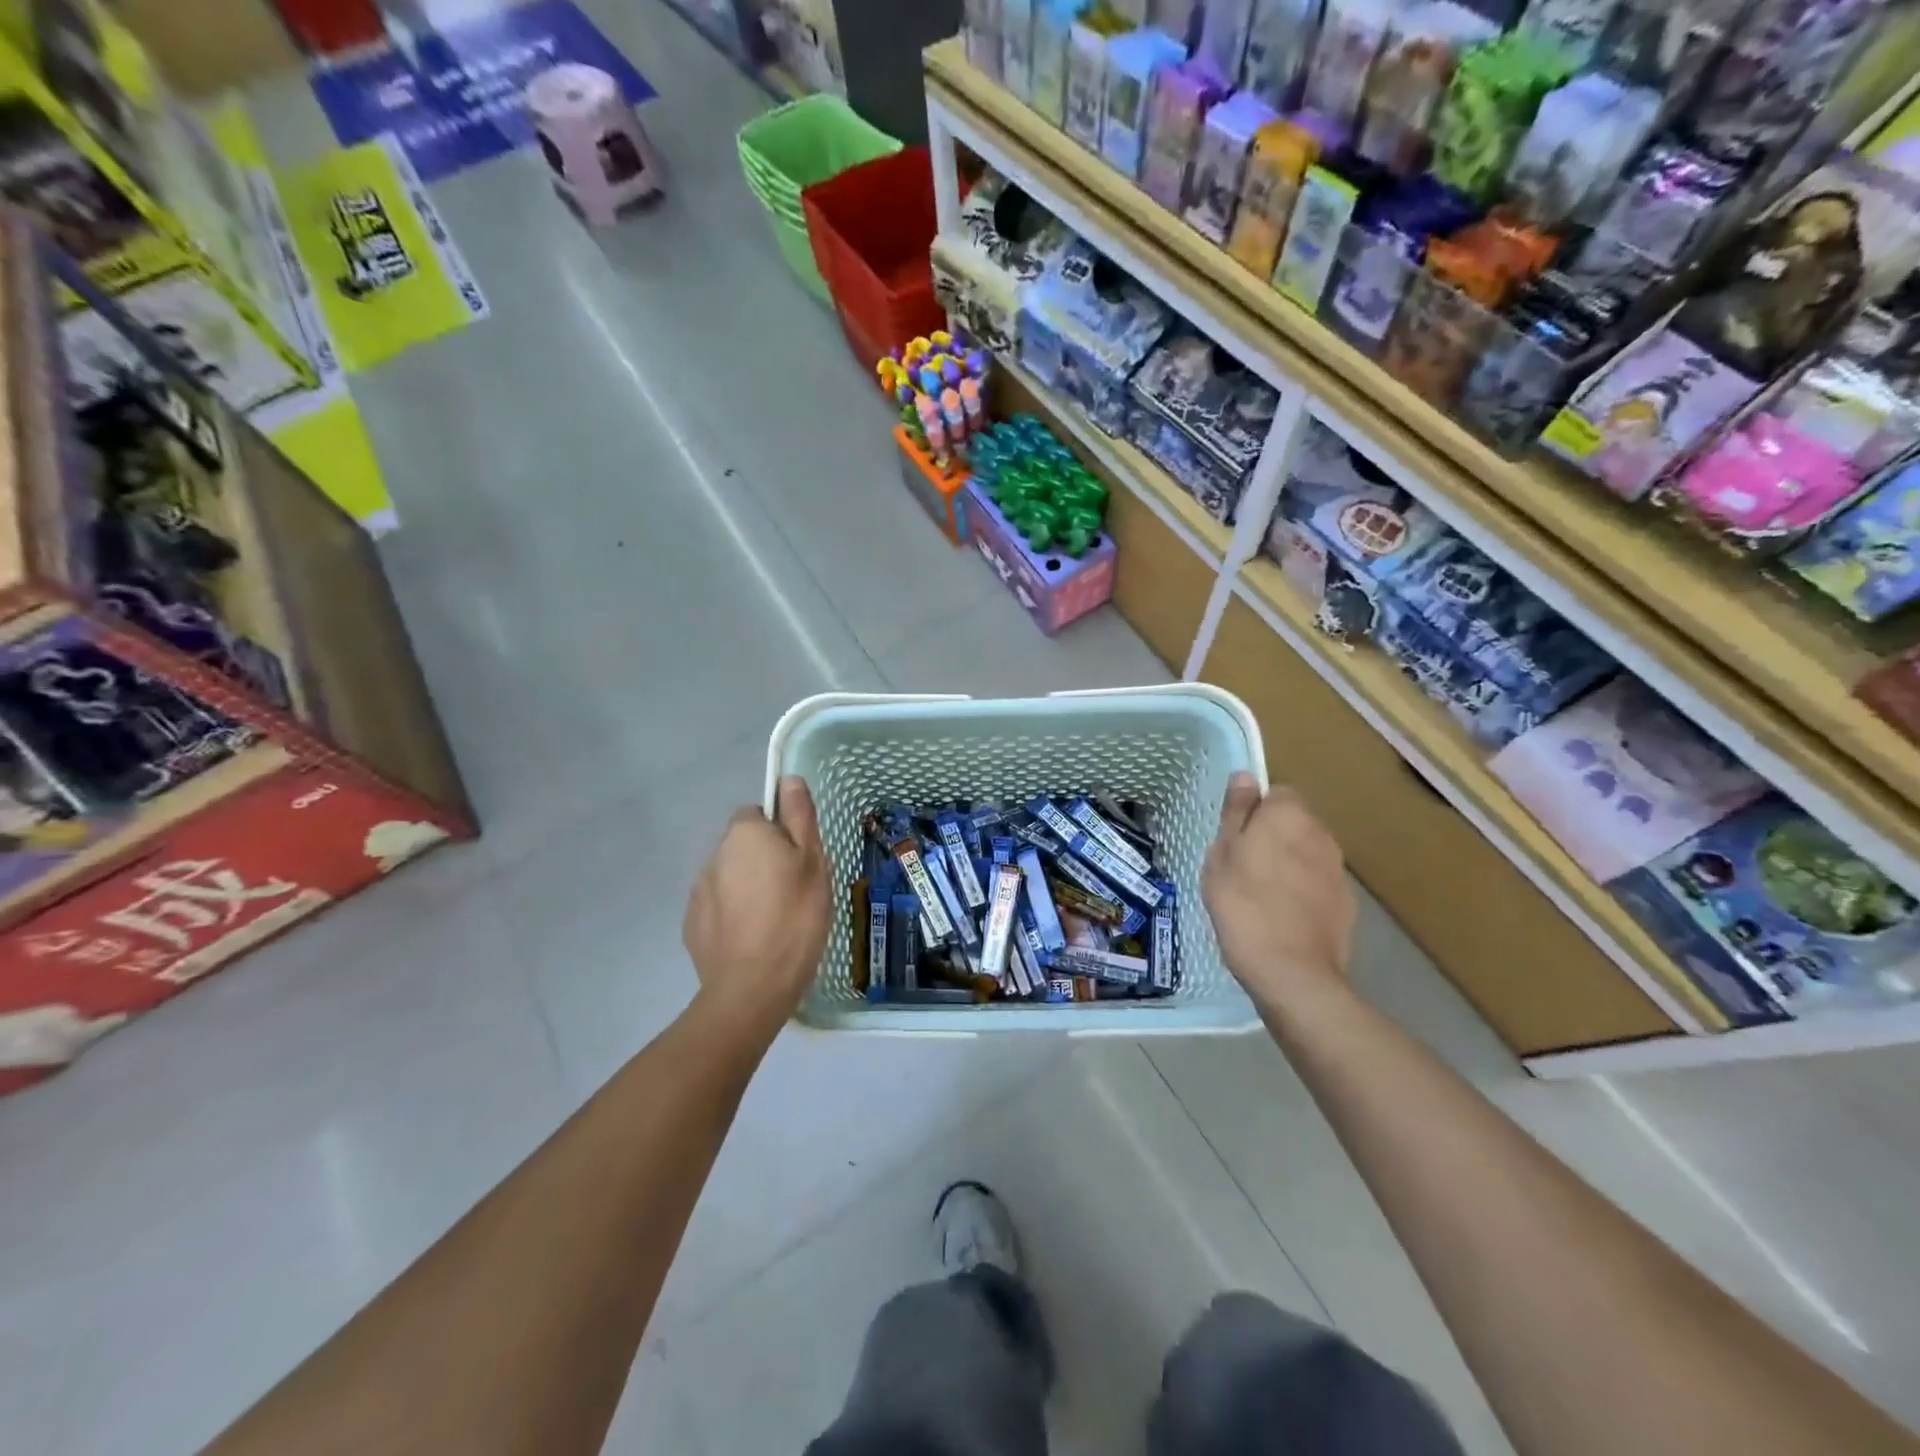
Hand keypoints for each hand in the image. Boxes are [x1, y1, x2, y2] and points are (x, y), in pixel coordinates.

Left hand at [683, 776, 831, 1035]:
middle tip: (793, 891)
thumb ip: (799, 816)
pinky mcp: (692, 924)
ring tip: (774, 920)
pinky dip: (734, 915)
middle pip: (743, 846)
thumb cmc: (794, 916)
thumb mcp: (812, 862)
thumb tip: (789, 778)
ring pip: (730, 877)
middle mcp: (715, 854)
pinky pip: (718, 907)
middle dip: (763, 860)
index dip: (780, 833)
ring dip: (748, 888)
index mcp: (744, 833)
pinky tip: (753, 939)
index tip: (798, 860)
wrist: (752, 987)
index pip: (758, 814)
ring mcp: (698, 890)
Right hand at [1202, 773, 1354, 1006]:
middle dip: (1274, 837)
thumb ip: (1237, 812)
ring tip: (1261, 896)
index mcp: (1289, 815)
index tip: (1236, 838)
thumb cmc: (1243, 904)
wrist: (1291, 971)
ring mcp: (1338, 870)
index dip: (1255, 813)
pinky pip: (1318, 884)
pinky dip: (1303, 892)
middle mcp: (1321, 834)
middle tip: (1242, 867)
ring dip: (1289, 864)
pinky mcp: (1347, 903)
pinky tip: (1283, 917)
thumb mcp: (1222, 854)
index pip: (1277, 794)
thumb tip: (1246, 776)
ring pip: (1308, 854)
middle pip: (1295, 823)